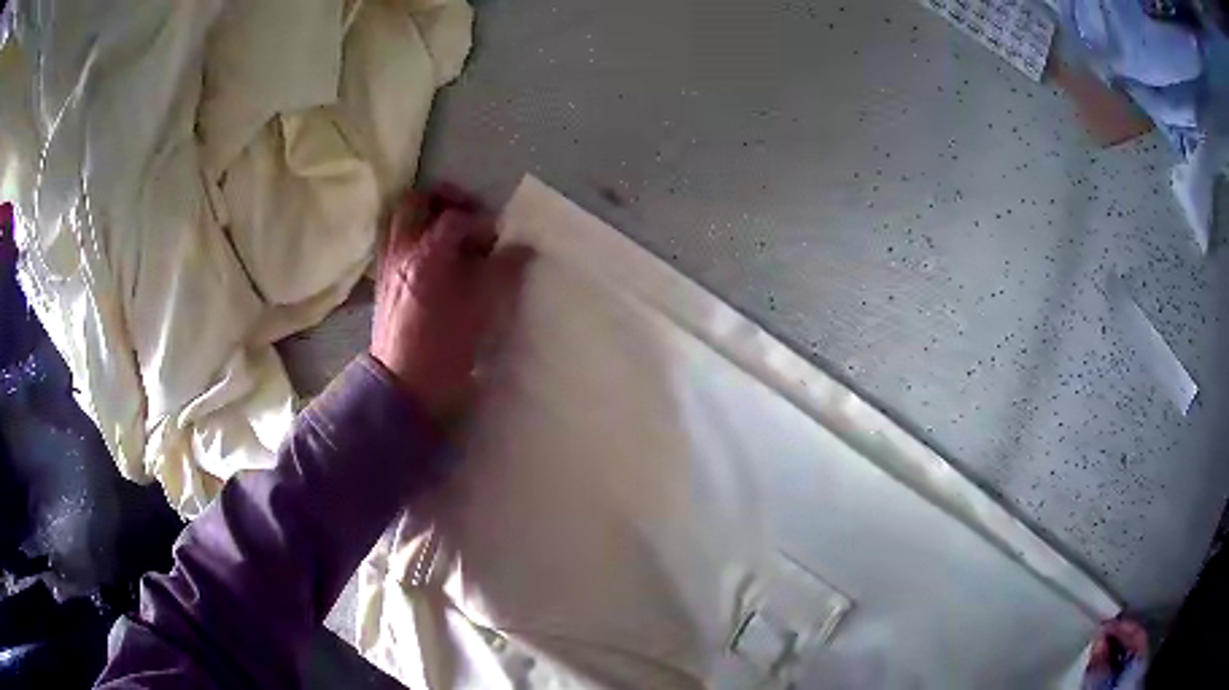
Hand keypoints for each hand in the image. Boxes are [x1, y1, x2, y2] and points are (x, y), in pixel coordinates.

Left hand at [371, 185, 533, 417]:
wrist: (403, 383)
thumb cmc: (445, 347)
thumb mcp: (482, 309)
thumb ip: (503, 271)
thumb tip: (523, 248)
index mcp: (428, 254)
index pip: (457, 218)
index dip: (482, 222)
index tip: (498, 240)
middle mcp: (402, 250)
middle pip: (417, 201)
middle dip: (445, 199)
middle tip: (468, 214)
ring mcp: (388, 263)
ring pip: (401, 218)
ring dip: (426, 215)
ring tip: (450, 234)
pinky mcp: (383, 279)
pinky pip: (395, 240)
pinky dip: (414, 236)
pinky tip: (433, 258)